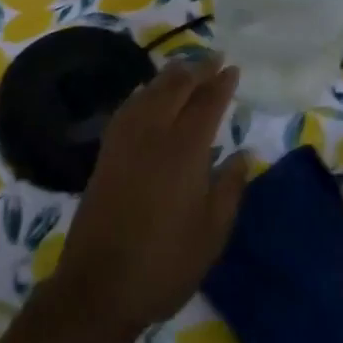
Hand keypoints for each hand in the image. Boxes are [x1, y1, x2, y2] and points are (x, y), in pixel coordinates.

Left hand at [50, 55, 248, 338]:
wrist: (100, 284)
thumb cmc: (166, 263)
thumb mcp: (212, 233)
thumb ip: (230, 188)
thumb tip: (243, 154)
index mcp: (184, 151)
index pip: (206, 104)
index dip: (221, 84)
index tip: (233, 68)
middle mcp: (152, 134)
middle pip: (175, 88)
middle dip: (196, 69)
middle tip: (213, 58)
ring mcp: (124, 141)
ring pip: (148, 92)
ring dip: (169, 76)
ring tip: (185, 68)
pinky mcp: (106, 153)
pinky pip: (128, 108)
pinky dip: (143, 93)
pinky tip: (148, 95)